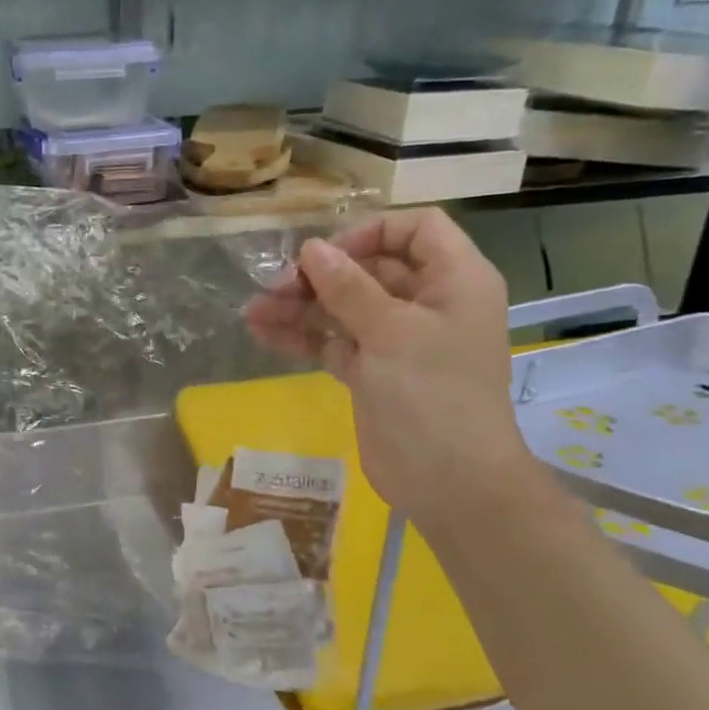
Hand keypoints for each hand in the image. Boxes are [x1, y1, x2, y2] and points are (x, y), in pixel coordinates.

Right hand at [245, 208, 530, 518]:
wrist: (448, 481)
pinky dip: (302, 337)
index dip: (370, 232)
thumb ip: (348, 288)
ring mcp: (396, 340)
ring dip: (301, 306)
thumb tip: (311, 249)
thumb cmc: (433, 394)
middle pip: (370, 268)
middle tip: (275, 286)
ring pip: (344, 307)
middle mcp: (427, 303)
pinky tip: (262, 332)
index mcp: (454, 280)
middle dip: (321, 274)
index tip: (327, 254)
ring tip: (254, 310)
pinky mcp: (371, 372)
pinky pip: (333, 342)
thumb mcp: (391, 332)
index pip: (415, 229)